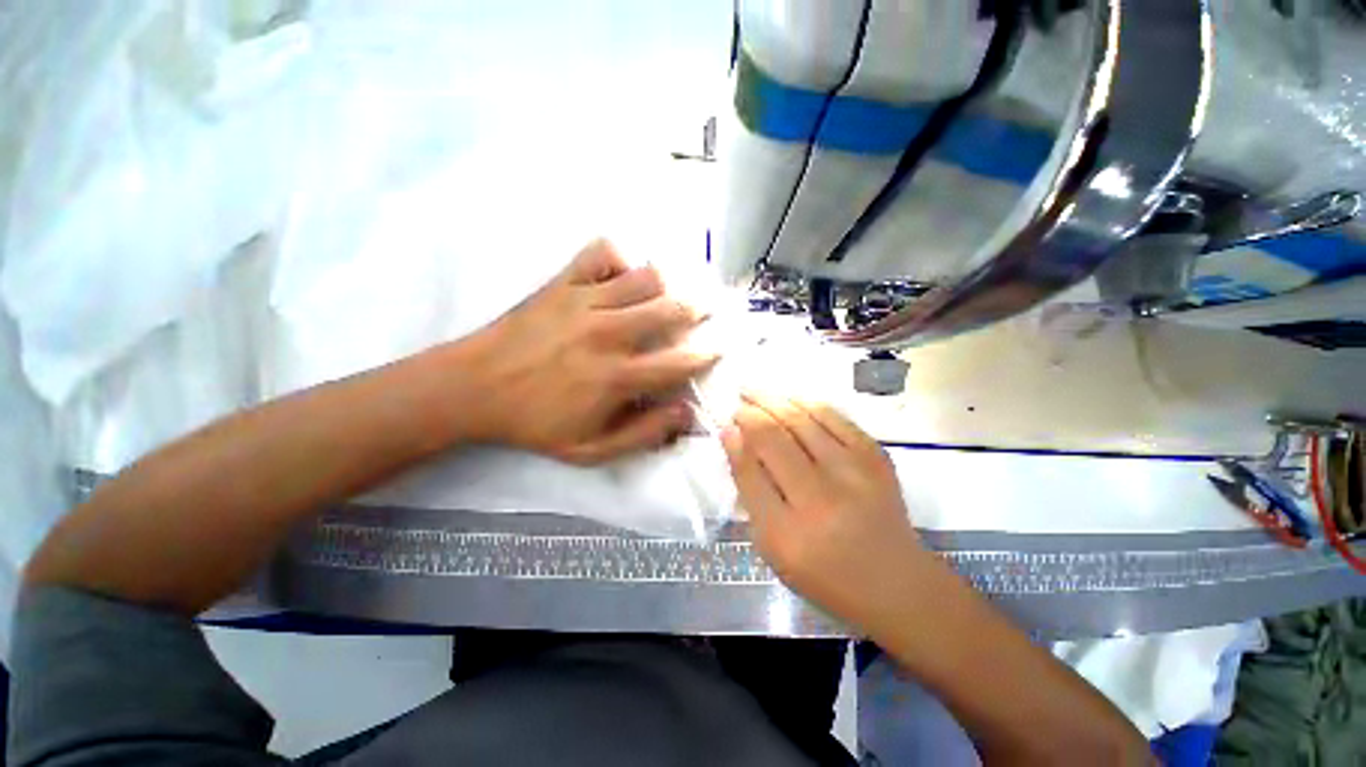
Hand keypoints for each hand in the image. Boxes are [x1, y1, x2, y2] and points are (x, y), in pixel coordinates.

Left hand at [461, 239, 717, 464]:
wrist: (474, 388)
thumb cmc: (535, 422)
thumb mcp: (590, 449)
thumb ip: (643, 435)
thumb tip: (685, 414)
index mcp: (617, 377)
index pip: (680, 361)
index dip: (707, 354)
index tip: (717, 348)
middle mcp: (609, 334)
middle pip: (672, 309)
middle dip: (700, 309)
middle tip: (709, 310)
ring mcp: (585, 302)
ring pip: (646, 277)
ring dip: (670, 283)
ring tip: (675, 291)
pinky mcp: (563, 284)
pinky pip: (602, 254)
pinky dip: (620, 258)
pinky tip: (623, 275)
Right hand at [721, 393, 930, 631]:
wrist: (895, 581)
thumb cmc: (824, 572)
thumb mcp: (772, 546)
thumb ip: (749, 490)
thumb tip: (733, 437)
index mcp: (787, 533)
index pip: (750, 469)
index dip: (735, 438)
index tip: (727, 424)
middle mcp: (820, 498)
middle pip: (774, 437)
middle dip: (749, 411)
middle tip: (739, 401)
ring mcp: (853, 473)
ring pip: (801, 419)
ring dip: (772, 399)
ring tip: (755, 392)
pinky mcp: (876, 457)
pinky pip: (833, 416)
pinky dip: (805, 403)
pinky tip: (790, 399)